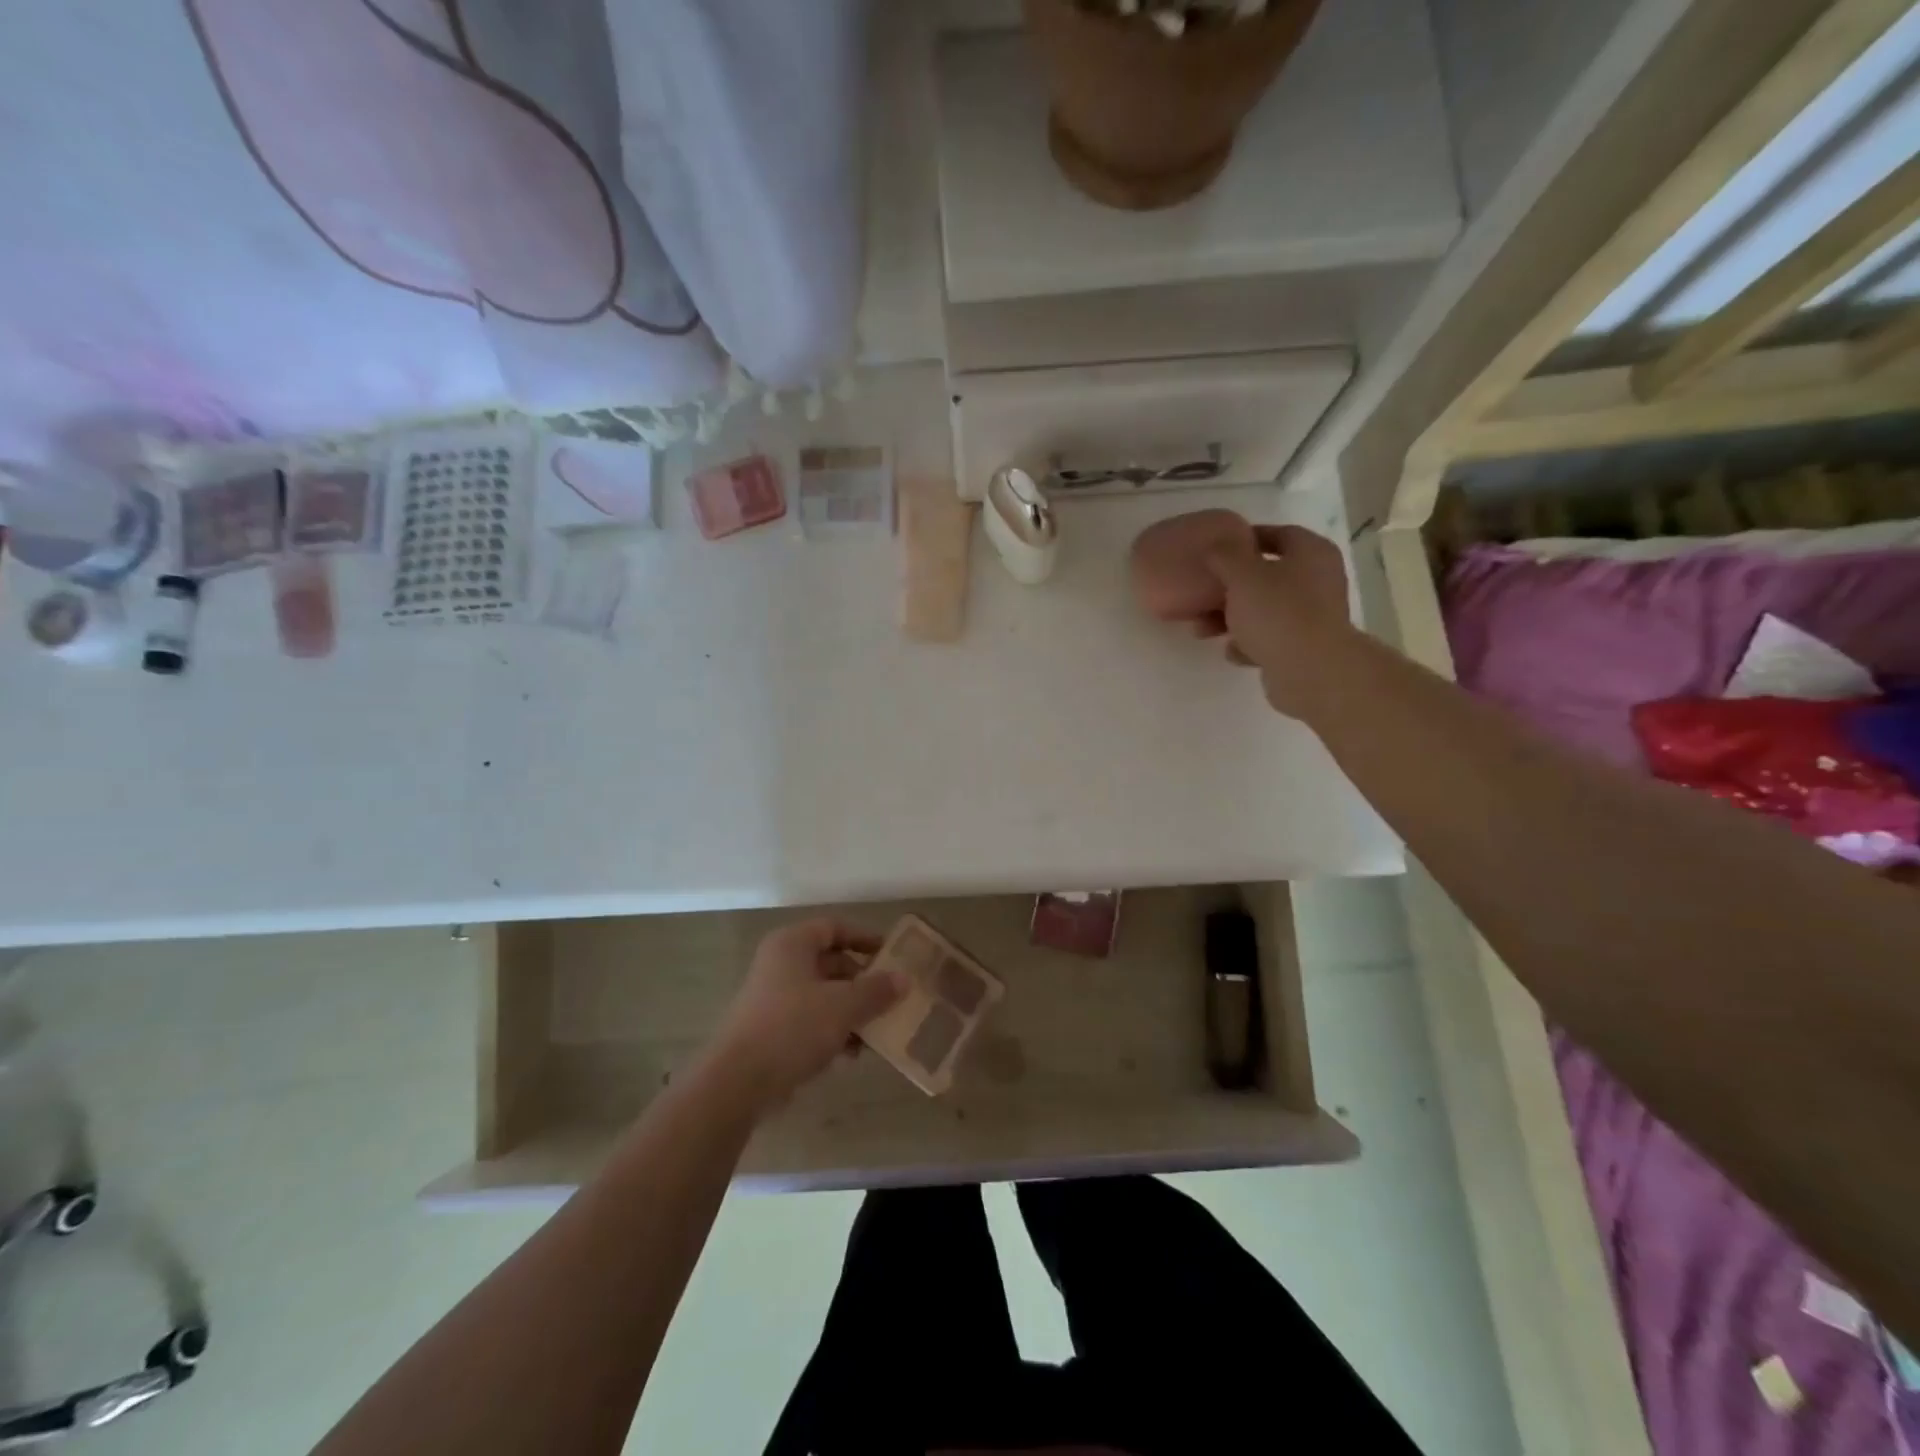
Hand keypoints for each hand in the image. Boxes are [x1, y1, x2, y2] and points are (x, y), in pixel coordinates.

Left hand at [703, 919, 904, 1114]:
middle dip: (863, 981)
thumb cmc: (793, 1027)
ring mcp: (772, 998)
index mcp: (792, 944)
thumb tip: (903, 979)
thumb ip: (876, 990)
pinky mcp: (770, 1030)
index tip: (891, 954)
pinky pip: (810, 1020)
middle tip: (891, 997)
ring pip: (822, 994)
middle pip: (830, 962)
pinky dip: (833, 1030)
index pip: (834, 927)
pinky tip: (852, 1053)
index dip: (864, 937)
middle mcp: (780, 964)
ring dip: (851, 1010)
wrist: (738, 1082)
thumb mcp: (843, 1006)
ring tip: (877, 1030)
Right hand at [1196, 524, 1352, 719]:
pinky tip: (1232, 652)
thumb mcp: (1242, 575)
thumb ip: (1225, 555)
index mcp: (1311, 552)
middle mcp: (1318, 580)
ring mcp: (1313, 616)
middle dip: (1231, 586)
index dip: (1245, 539)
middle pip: (1267, 575)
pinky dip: (1249, 643)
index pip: (1278, 534)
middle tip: (1202, 594)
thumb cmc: (1278, 613)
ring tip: (1202, 630)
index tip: (1215, 550)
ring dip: (1232, 617)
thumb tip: (1216, 543)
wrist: (1310, 672)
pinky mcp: (1304, 647)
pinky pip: (1270, 638)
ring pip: (1264, 609)